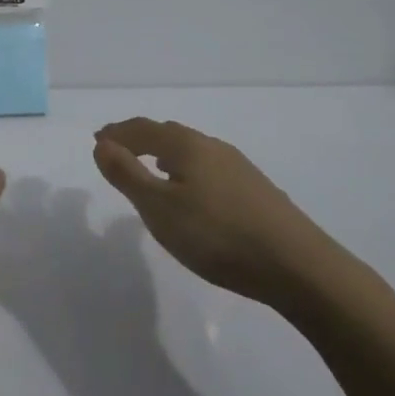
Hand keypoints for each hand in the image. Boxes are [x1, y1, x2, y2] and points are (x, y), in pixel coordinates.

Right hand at [93, 118, 352, 308]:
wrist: (297, 266)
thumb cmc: (217, 234)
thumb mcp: (159, 208)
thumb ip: (126, 174)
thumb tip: (102, 144)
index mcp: (187, 146)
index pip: (143, 128)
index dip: (117, 133)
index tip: (97, 140)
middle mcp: (213, 147)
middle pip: (168, 134)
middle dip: (139, 139)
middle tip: (117, 150)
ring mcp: (239, 167)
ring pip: (192, 150)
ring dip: (164, 154)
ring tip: (150, 168)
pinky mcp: (255, 190)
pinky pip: (208, 168)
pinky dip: (186, 170)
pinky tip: (191, 193)